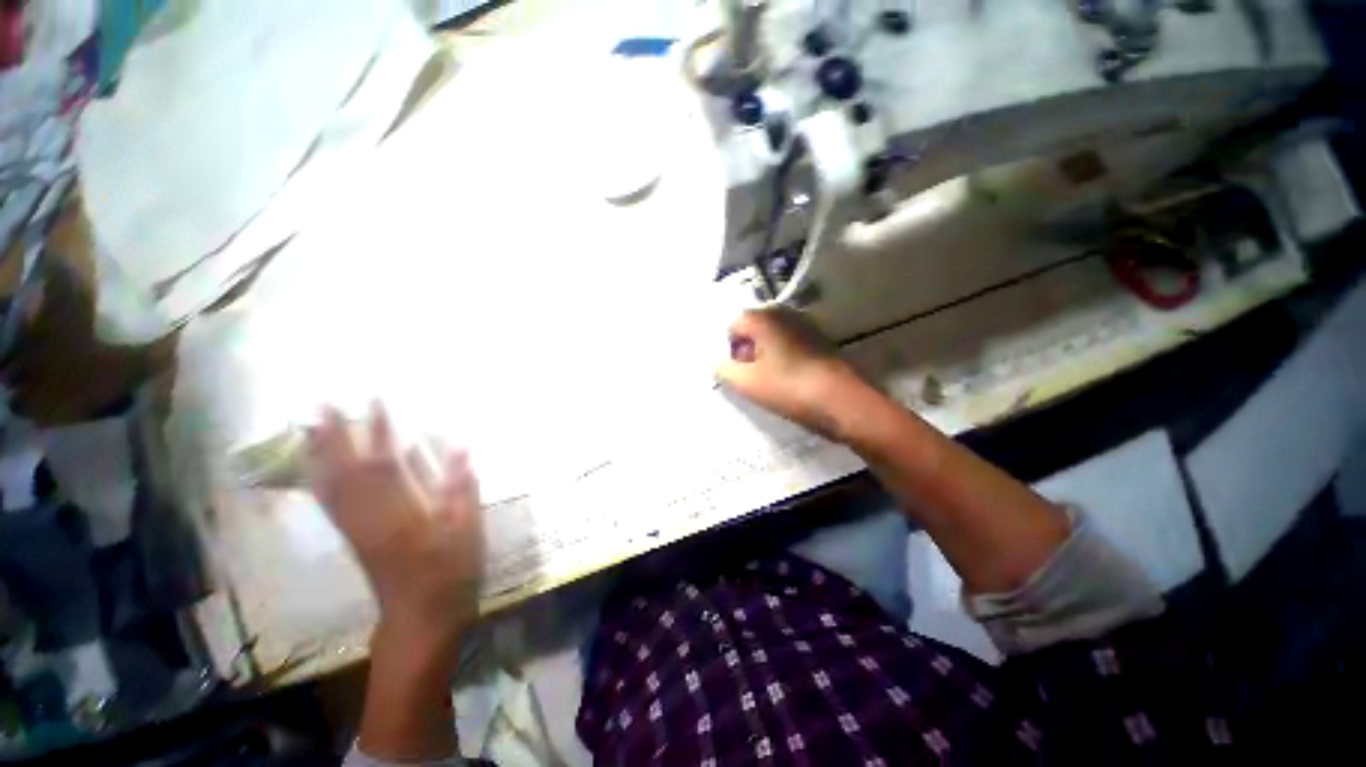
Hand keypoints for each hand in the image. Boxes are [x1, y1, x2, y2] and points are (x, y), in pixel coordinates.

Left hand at [307, 406, 482, 651]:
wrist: (421, 619)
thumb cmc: (451, 572)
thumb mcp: (467, 530)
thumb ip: (461, 488)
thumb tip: (462, 446)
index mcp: (400, 513)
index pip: (384, 463)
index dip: (379, 430)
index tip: (375, 399)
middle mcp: (369, 517)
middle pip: (345, 471)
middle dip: (334, 435)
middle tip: (323, 403)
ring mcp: (357, 529)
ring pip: (331, 486)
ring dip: (319, 454)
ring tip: (309, 427)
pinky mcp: (354, 538)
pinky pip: (330, 504)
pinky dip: (320, 480)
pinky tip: (316, 468)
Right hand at [715, 308, 864, 440]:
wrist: (842, 401)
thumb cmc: (788, 388)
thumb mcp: (747, 383)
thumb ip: (723, 369)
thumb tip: (717, 362)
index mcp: (763, 318)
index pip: (733, 325)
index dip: (729, 348)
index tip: (737, 370)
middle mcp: (783, 313)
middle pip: (753, 327)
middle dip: (746, 349)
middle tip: (750, 375)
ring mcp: (805, 323)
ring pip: (772, 335)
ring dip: (764, 353)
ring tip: (769, 378)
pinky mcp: (819, 338)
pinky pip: (790, 340)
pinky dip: (782, 354)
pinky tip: (788, 375)